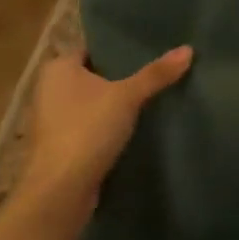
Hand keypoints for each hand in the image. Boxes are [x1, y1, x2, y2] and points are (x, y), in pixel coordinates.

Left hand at [15, 45, 192, 217]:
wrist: (60, 192)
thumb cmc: (87, 130)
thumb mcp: (127, 96)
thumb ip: (156, 74)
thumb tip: (188, 49)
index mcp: (58, 67)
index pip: (92, 47)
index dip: (117, 47)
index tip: (146, 47)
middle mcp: (49, 89)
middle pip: (92, 75)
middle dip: (118, 76)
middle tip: (154, 69)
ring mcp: (52, 120)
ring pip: (90, 103)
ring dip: (112, 104)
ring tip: (149, 96)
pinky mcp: (60, 147)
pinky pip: (88, 126)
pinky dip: (106, 126)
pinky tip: (133, 127)